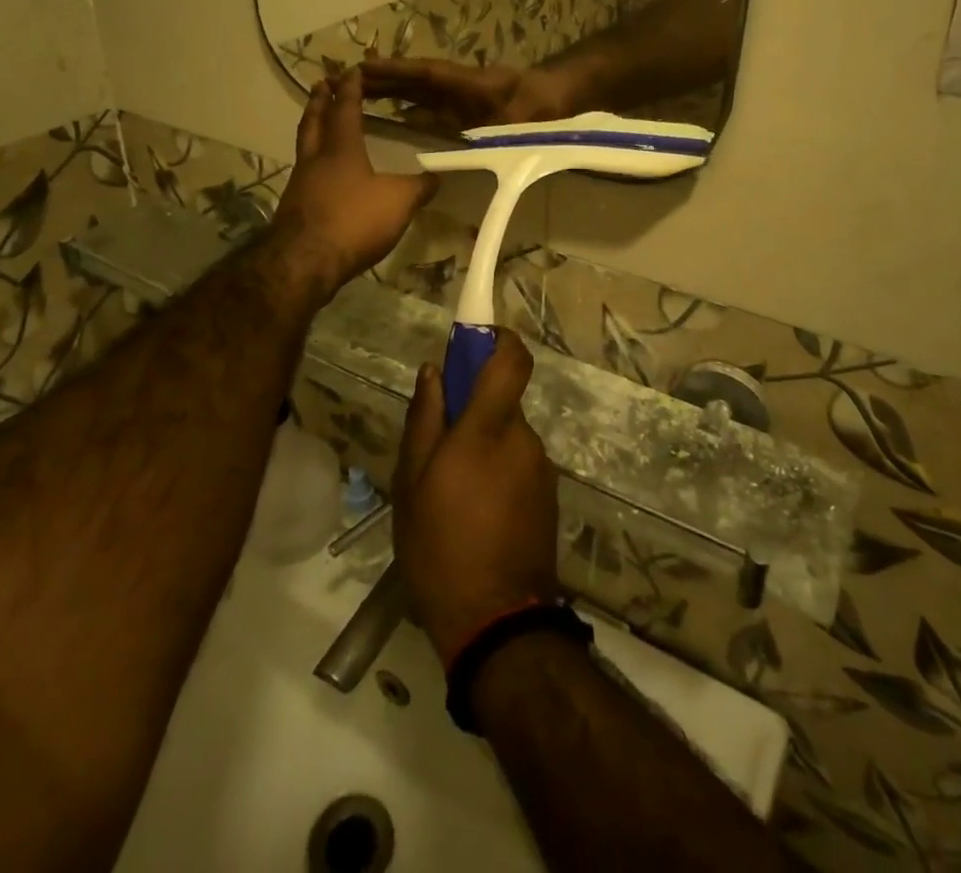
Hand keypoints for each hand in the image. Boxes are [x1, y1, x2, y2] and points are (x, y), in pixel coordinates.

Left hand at [264, 69, 438, 303]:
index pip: (345, 109)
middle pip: (314, 121)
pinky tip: (321, 171)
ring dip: (312, 127)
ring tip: (319, 120)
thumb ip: (419, 187)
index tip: (351, 70)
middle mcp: (316, 159)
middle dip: (320, 100)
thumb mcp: (399, 202)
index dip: (350, 89)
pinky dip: (312, 160)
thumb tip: (437, 176)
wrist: (305, 262)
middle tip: (322, 83)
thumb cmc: (354, 221)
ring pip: (305, 145)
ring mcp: (300, 183)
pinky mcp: (294, 207)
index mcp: (341, 149)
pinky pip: (304, 171)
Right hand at [360, 56, 576, 133]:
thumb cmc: (543, 106)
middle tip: (342, 79)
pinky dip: (406, 110)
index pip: (425, 74)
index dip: (395, 71)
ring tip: (353, 95)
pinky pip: (428, 108)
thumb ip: (500, 134)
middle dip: (381, 79)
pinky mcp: (463, 110)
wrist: (562, 99)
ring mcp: (459, 98)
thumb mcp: (524, 120)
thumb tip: (474, 150)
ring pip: (417, 93)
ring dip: (389, 92)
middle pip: (413, 80)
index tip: (363, 68)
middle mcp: (458, 87)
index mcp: (468, 83)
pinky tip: (389, 121)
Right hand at [394, 330, 560, 664]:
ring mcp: (541, 469)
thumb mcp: (412, 484)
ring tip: (451, 493)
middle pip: (502, 402)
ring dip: (483, 448)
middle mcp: (523, 439)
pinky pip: (519, 464)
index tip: (475, 340)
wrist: (497, 622)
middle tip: (437, 451)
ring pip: (508, 436)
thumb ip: (424, 420)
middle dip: (474, 412)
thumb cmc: (440, 549)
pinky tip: (474, 514)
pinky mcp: (548, 495)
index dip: (499, 339)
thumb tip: (434, 371)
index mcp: (489, 429)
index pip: (512, 360)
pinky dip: (497, 472)